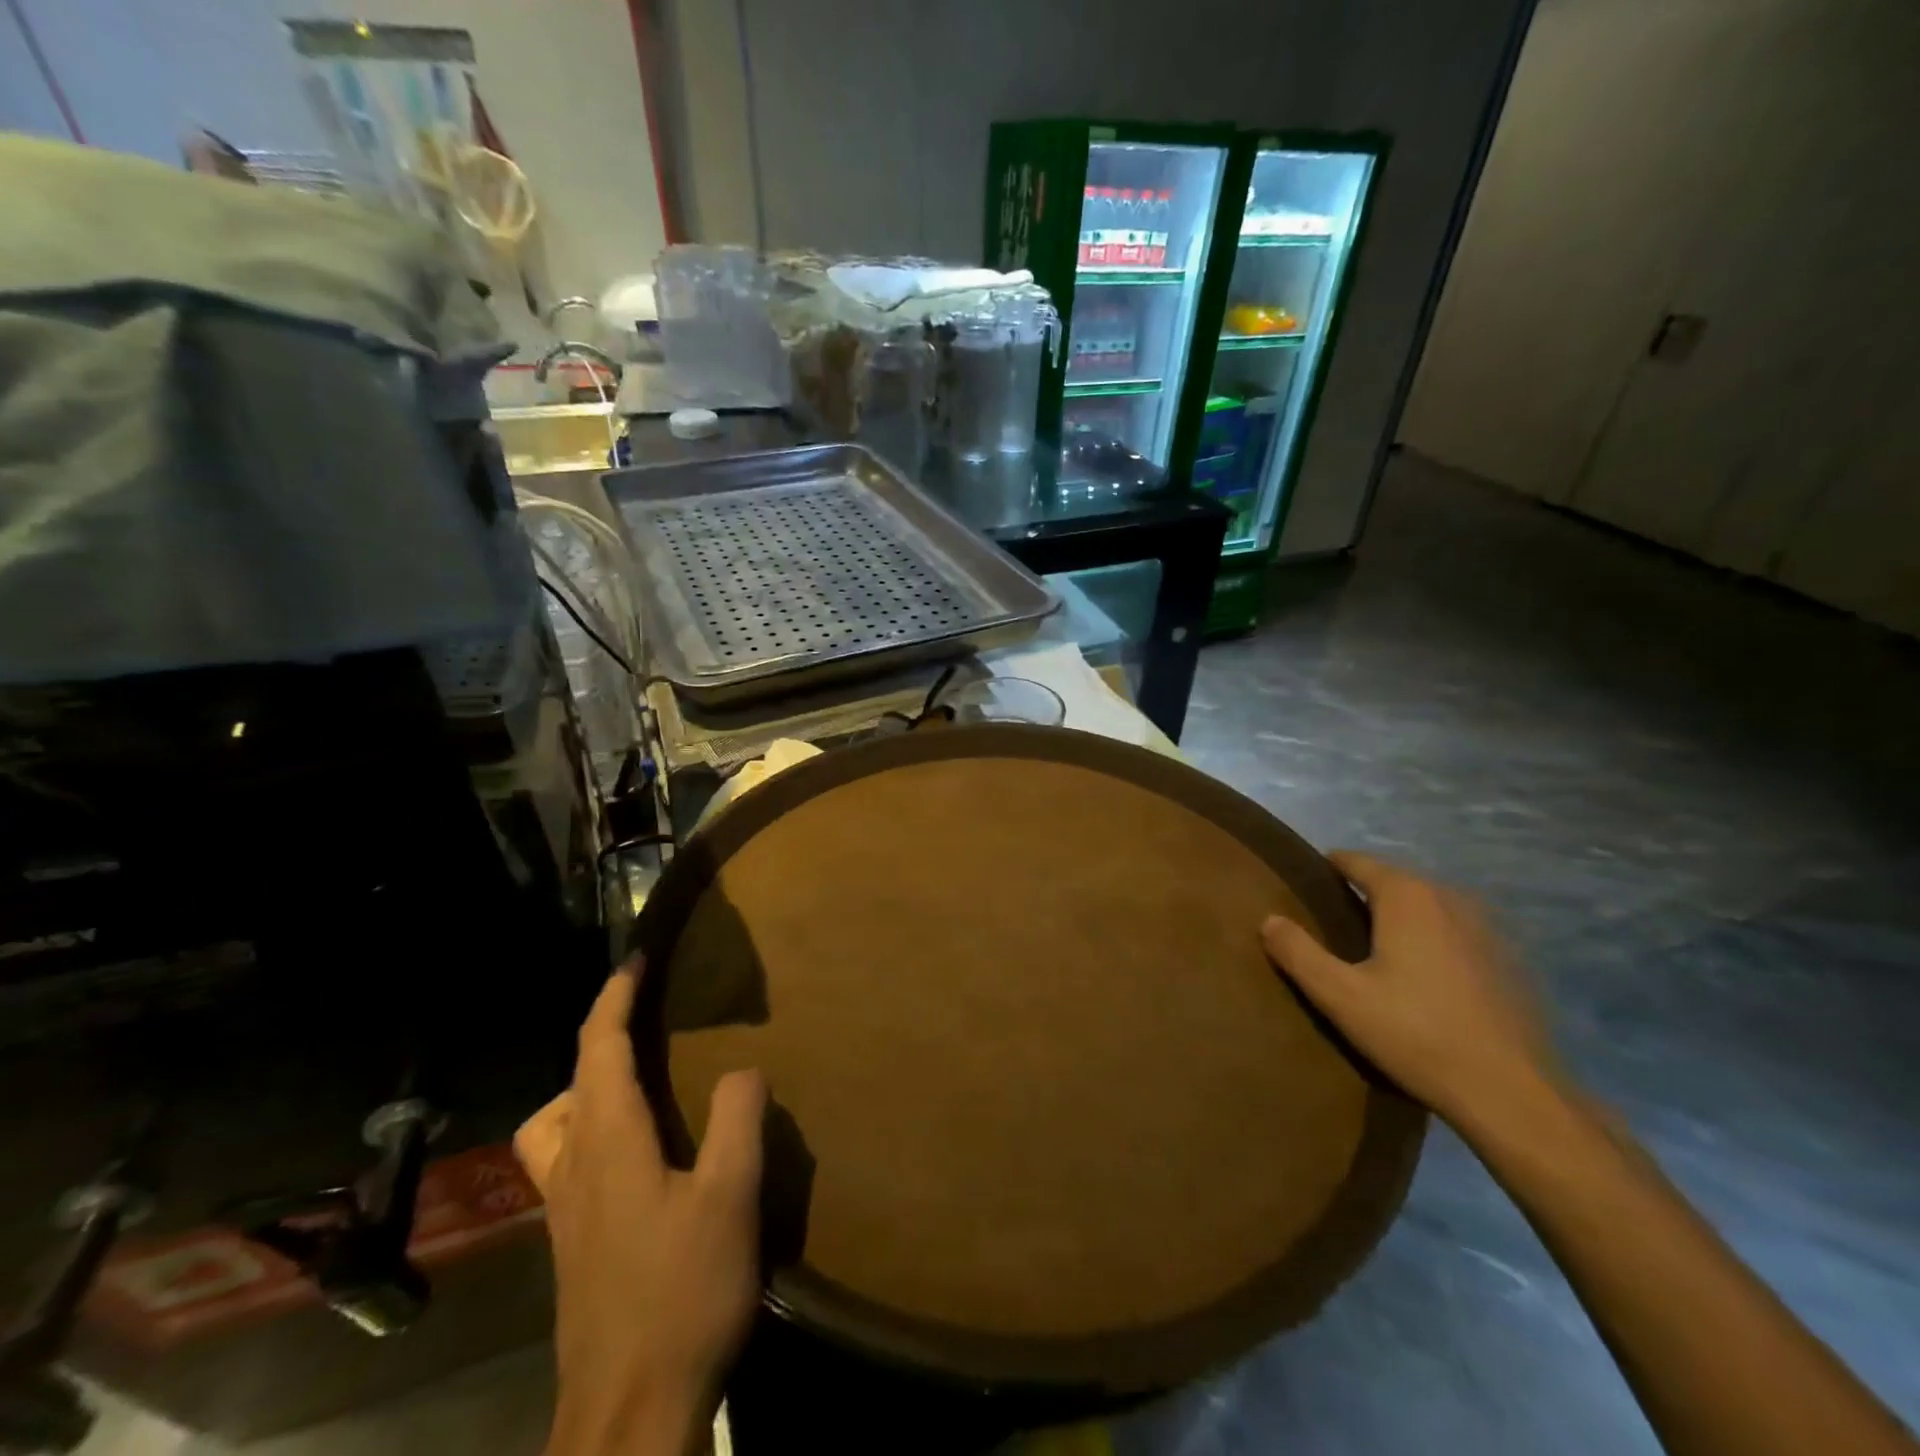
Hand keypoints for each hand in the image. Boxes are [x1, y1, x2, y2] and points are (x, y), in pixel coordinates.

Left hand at [515, 962, 766, 1455]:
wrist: (630, 1412)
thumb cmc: (682, 1294)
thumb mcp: (730, 1197)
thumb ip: (737, 1119)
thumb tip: (742, 1068)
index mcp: (608, 1144)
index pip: (597, 1050)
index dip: (613, 998)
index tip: (635, 960)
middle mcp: (574, 1171)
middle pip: (567, 1087)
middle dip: (600, 1041)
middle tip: (647, 1026)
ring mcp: (566, 1215)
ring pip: (557, 1130)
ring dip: (589, 1092)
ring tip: (641, 1088)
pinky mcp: (574, 1248)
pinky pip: (572, 1162)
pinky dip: (596, 1132)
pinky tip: (643, 1159)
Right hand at [1261, 852, 1560, 1134]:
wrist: (1512, 1093)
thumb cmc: (1416, 1034)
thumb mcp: (1340, 996)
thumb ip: (1298, 952)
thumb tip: (1269, 919)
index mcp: (1407, 896)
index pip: (1355, 861)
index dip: (1326, 868)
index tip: (1303, 886)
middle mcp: (1449, 897)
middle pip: (1393, 880)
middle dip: (1361, 894)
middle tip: (1329, 923)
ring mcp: (1486, 927)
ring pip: (1426, 906)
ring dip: (1398, 918)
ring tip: (1371, 950)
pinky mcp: (1508, 960)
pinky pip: (1454, 933)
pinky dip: (1431, 941)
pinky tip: (1421, 979)